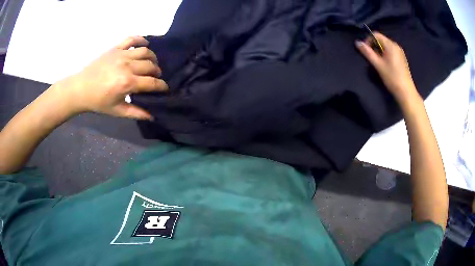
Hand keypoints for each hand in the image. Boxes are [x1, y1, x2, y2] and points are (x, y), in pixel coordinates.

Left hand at [54, 36, 167, 119]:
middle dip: (157, 72)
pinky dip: (141, 40)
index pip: (152, 82)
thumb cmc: (98, 101)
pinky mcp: (116, 48)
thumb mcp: (117, 111)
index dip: (161, 86)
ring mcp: (121, 54)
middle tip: (155, 78)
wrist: (80, 88)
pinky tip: (145, 44)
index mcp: (127, 83)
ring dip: (152, 57)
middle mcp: (127, 66)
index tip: (165, 88)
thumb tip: (152, 116)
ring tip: (151, 63)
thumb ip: (135, 113)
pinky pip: (132, 39)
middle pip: (151, 65)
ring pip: (145, 51)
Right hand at [355, 33, 417, 101]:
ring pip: (386, 46)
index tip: (366, 51)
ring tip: (378, 62)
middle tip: (372, 58)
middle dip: (374, 46)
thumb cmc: (392, 78)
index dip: (368, 40)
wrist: (406, 92)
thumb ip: (368, 53)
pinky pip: (391, 51)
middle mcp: (396, 45)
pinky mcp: (402, 58)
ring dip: (379, 51)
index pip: (376, 35)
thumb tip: (357, 43)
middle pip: (381, 40)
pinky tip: (386, 65)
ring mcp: (400, 52)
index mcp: (390, 45)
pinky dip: (385, 55)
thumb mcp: (378, 65)